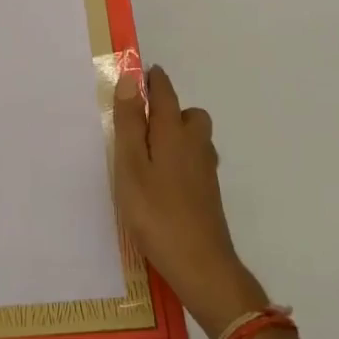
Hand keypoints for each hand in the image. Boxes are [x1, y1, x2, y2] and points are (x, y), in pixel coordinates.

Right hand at [113, 65, 268, 335]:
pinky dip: (180, 158)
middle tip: (140, 121)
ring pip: (194, 138)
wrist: (201, 265)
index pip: (165, 93)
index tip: (140, 73)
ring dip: (175, 134)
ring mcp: (205, 170)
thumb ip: (129, 123)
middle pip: (188, 113)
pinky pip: (194, 160)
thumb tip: (130, 80)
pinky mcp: (209, 193)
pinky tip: (162, 180)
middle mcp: (195, 144)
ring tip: (147, 151)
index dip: (152, 80)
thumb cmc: (157, 213)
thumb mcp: (131, 166)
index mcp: (173, 132)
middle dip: (168, 108)